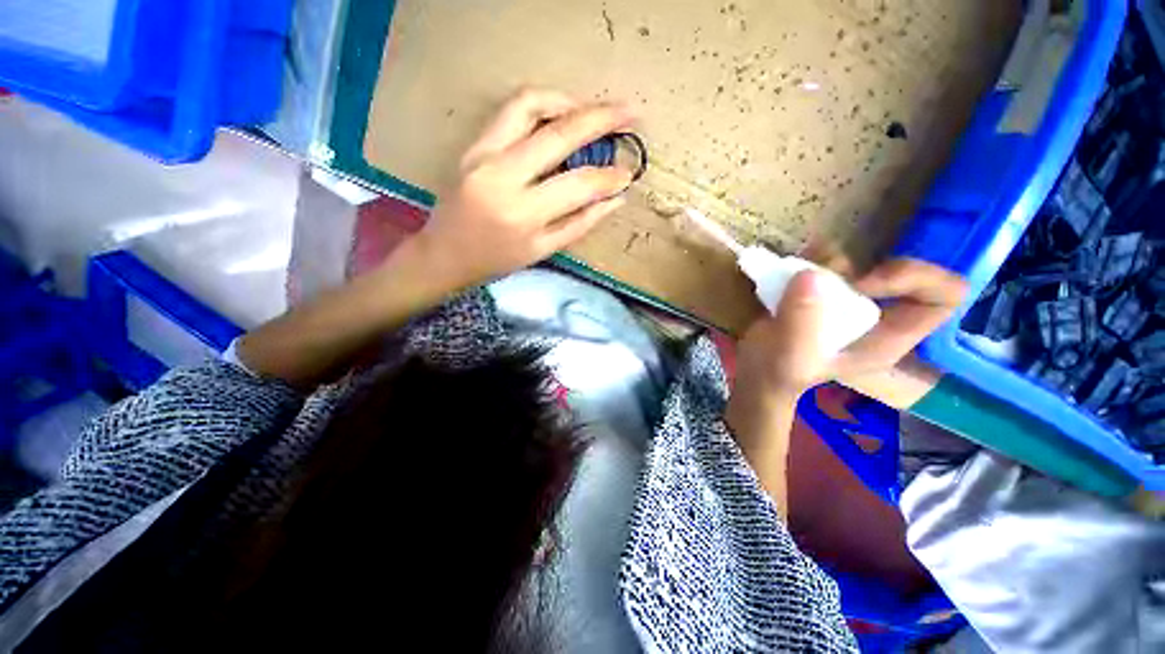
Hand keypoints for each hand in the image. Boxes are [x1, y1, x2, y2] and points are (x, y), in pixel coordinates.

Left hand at [412, 89, 636, 291]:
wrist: (445, 253)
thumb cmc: (497, 260)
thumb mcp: (543, 250)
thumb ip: (581, 223)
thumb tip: (616, 199)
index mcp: (524, 215)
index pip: (578, 185)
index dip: (609, 178)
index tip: (628, 174)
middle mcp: (503, 177)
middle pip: (560, 134)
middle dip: (602, 118)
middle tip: (631, 112)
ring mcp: (484, 154)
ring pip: (531, 105)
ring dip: (570, 101)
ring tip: (595, 110)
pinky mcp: (474, 143)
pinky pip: (511, 109)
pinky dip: (542, 102)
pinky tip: (561, 112)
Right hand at [733, 258, 967, 401]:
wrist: (754, 368)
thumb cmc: (781, 372)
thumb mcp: (794, 355)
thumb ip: (803, 321)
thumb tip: (809, 274)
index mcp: (891, 335)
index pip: (945, 296)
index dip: (913, 278)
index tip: (863, 283)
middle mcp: (878, 311)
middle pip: (897, 268)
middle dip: (857, 268)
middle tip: (818, 280)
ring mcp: (848, 298)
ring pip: (858, 259)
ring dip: (825, 262)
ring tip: (792, 280)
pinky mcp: (821, 289)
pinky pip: (825, 259)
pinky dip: (807, 258)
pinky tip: (784, 272)